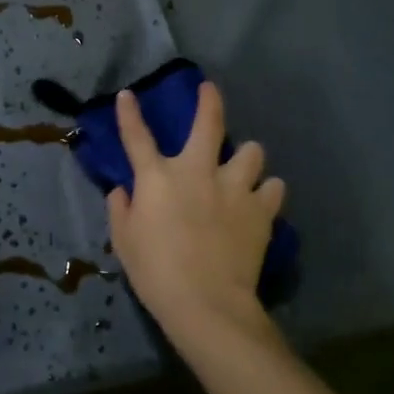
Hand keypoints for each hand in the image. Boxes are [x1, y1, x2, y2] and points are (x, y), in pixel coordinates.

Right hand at [106, 82, 284, 357]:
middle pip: (208, 123)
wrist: (206, 303)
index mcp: (158, 178)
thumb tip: (121, 191)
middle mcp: (198, 171)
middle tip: (210, 90)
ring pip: (252, 152)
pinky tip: (261, 202)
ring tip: (244, 170)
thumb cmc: (156, 273)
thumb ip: (121, 211)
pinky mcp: (260, 209)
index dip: (129, 113)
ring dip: (246, 158)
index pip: (137, 136)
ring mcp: (234, 187)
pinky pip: (273, 188)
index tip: (128, 94)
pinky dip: (266, 192)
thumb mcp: (125, 243)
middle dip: (209, 101)